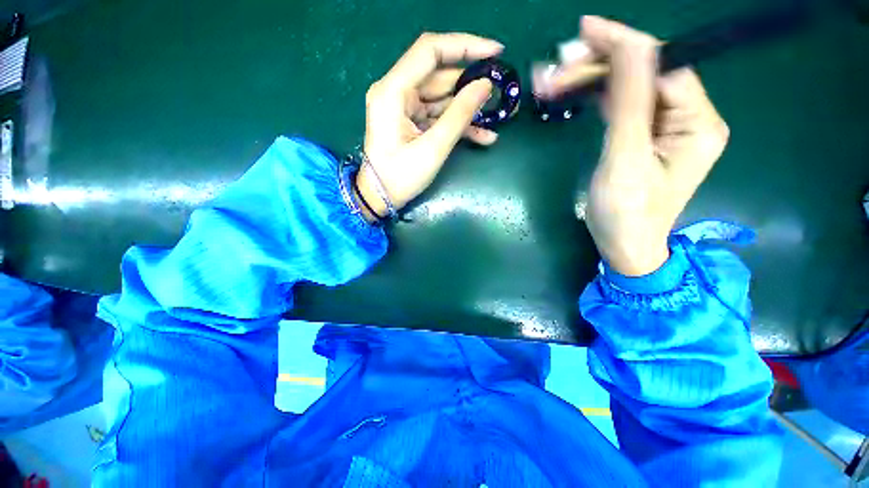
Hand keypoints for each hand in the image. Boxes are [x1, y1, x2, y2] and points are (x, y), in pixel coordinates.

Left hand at [356, 33, 503, 221]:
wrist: (380, 198)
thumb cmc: (401, 177)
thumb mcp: (432, 148)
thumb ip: (459, 115)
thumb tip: (485, 85)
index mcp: (393, 91)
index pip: (430, 51)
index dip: (465, 46)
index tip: (496, 52)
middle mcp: (396, 92)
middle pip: (439, 76)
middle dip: (472, 84)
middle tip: (502, 91)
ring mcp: (404, 108)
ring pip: (442, 98)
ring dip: (469, 108)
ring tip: (499, 117)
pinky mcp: (411, 122)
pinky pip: (438, 115)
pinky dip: (458, 124)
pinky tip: (483, 135)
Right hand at [542, 16, 729, 275]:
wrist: (624, 246)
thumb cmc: (626, 213)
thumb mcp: (625, 160)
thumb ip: (631, 103)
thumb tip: (631, 45)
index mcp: (697, 123)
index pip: (662, 66)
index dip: (624, 45)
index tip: (585, 31)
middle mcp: (687, 118)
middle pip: (643, 74)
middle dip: (599, 66)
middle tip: (557, 66)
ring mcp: (664, 127)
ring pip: (628, 88)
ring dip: (590, 80)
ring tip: (553, 79)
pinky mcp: (642, 137)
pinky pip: (620, 106)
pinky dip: (593, 98)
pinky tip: (570, 93)